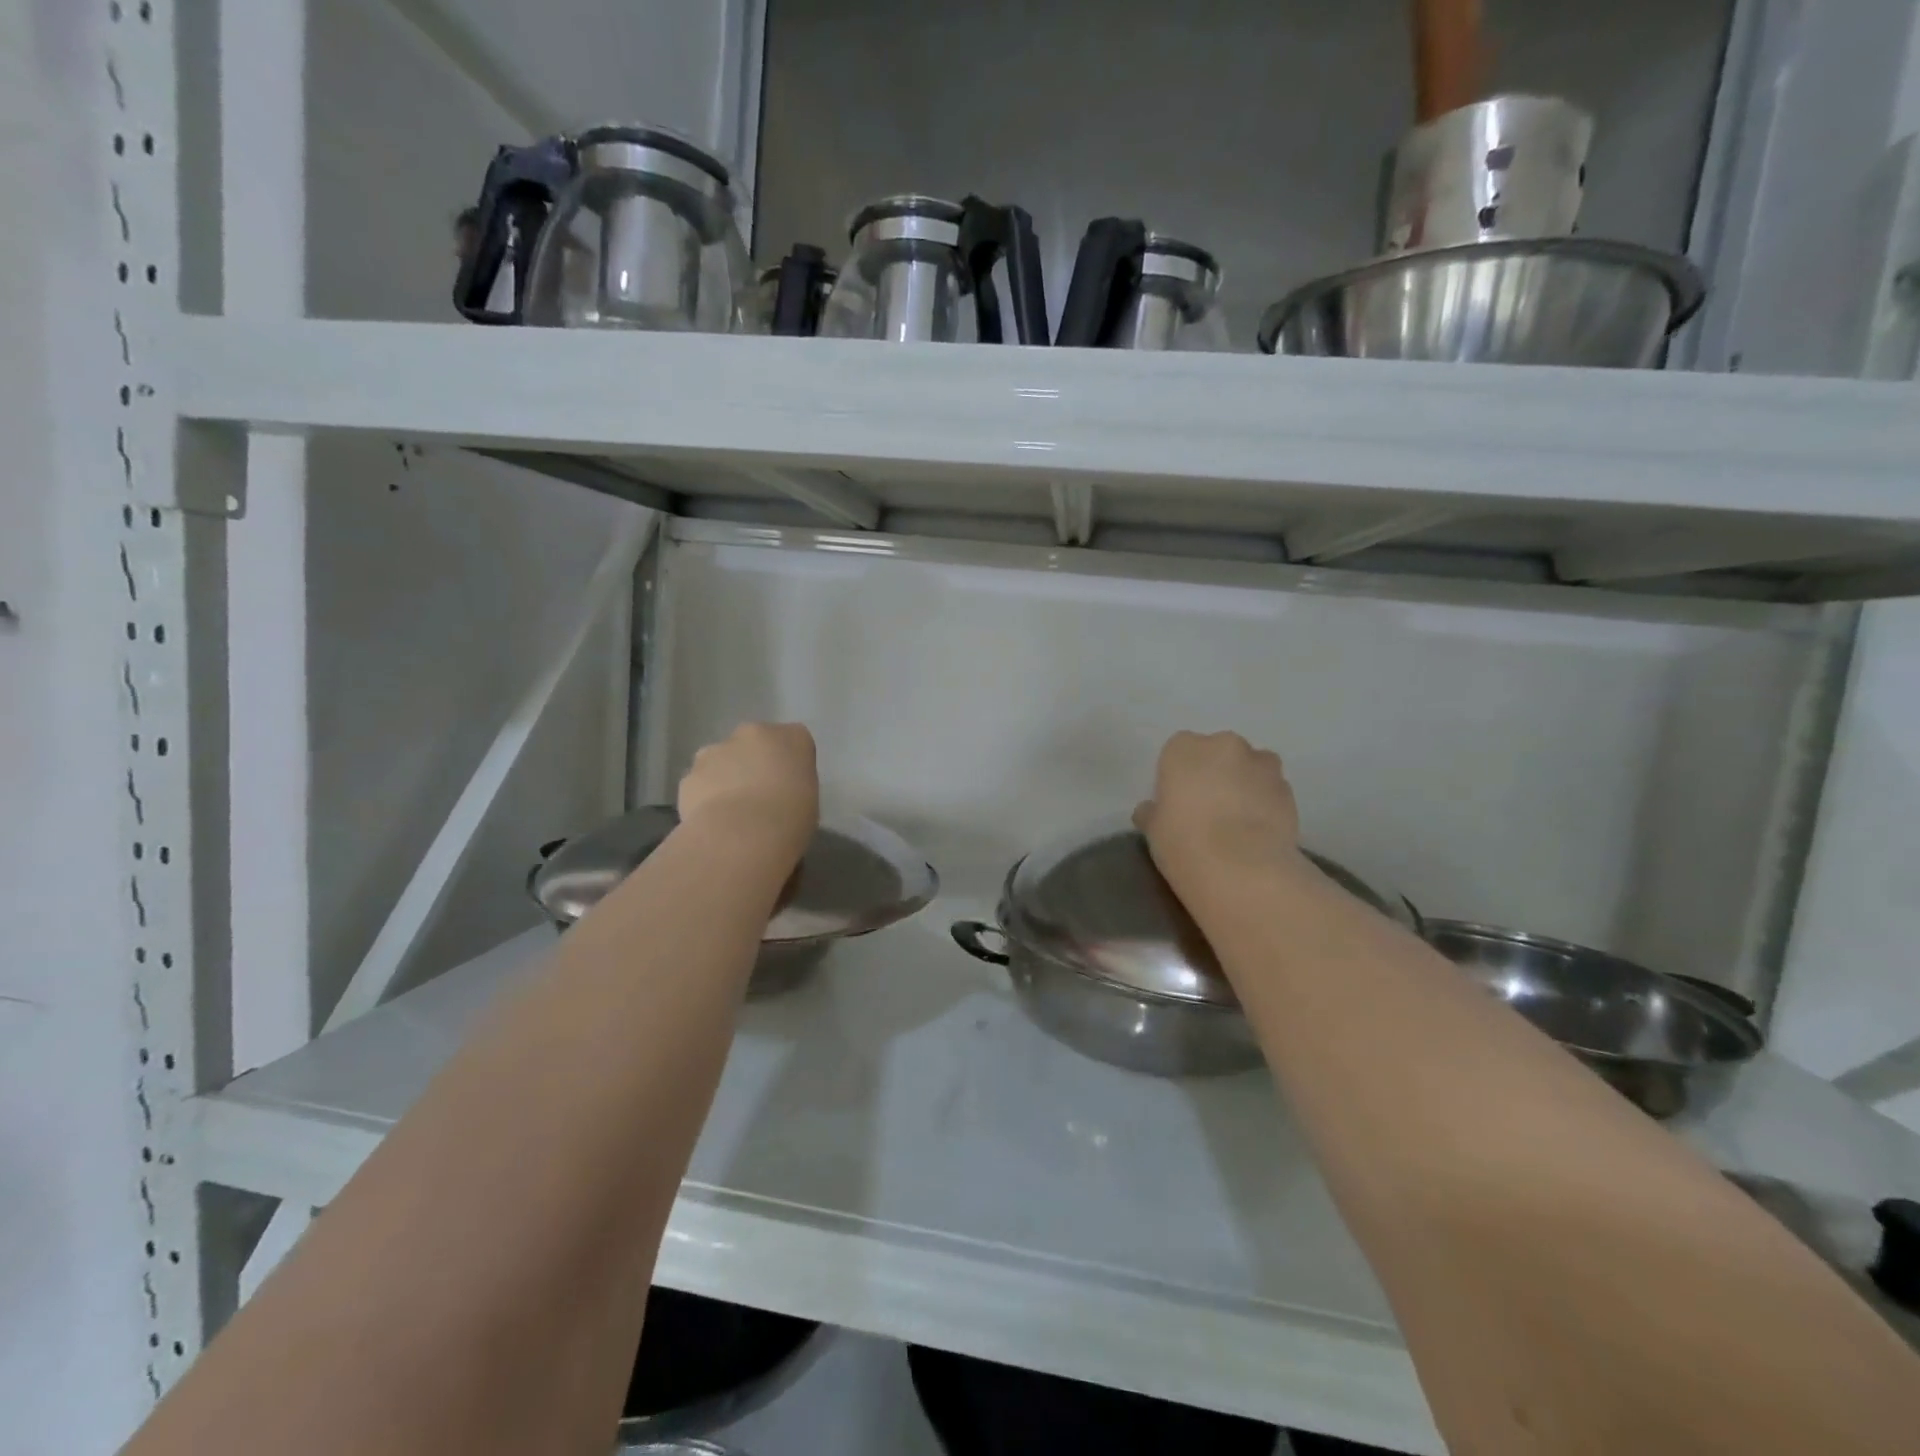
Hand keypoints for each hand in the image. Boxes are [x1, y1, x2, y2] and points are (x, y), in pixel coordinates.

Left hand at [677, 722, 818, 858]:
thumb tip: (780, 790)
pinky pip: (700, 783)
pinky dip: (704, 797)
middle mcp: (752, 733)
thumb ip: (794, 785)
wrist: (742, 834)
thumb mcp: (810, 800)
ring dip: (726, 776)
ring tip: (733, 812)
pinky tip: (713, 821)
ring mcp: (715, 751)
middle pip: (754, 742)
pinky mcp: (689, 775)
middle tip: (760, 796)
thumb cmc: (790, 817)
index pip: (795, 740)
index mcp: (792, 737)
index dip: (791, 763)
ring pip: (721, 759)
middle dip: (754, 763)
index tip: (790, 786)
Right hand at [1135, 731, 1301, 893]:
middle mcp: (1224, 745)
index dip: (1178, 776)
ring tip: (1238, 821)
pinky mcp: (1290, 790)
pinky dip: (1266, 804)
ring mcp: (1262, 765)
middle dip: (1215, 773)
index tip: (1177, 801)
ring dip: (1245, 784)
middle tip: (1207, 809)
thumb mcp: (1153, 830)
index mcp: (1183, 748)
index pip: (1177, 751)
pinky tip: (1257, 832)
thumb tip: (1149, 810)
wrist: (1243, 869)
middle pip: (1218, 753)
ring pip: (1250, 768)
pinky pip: (1271, 790)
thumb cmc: (1184, 842)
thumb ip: (1152, 813)